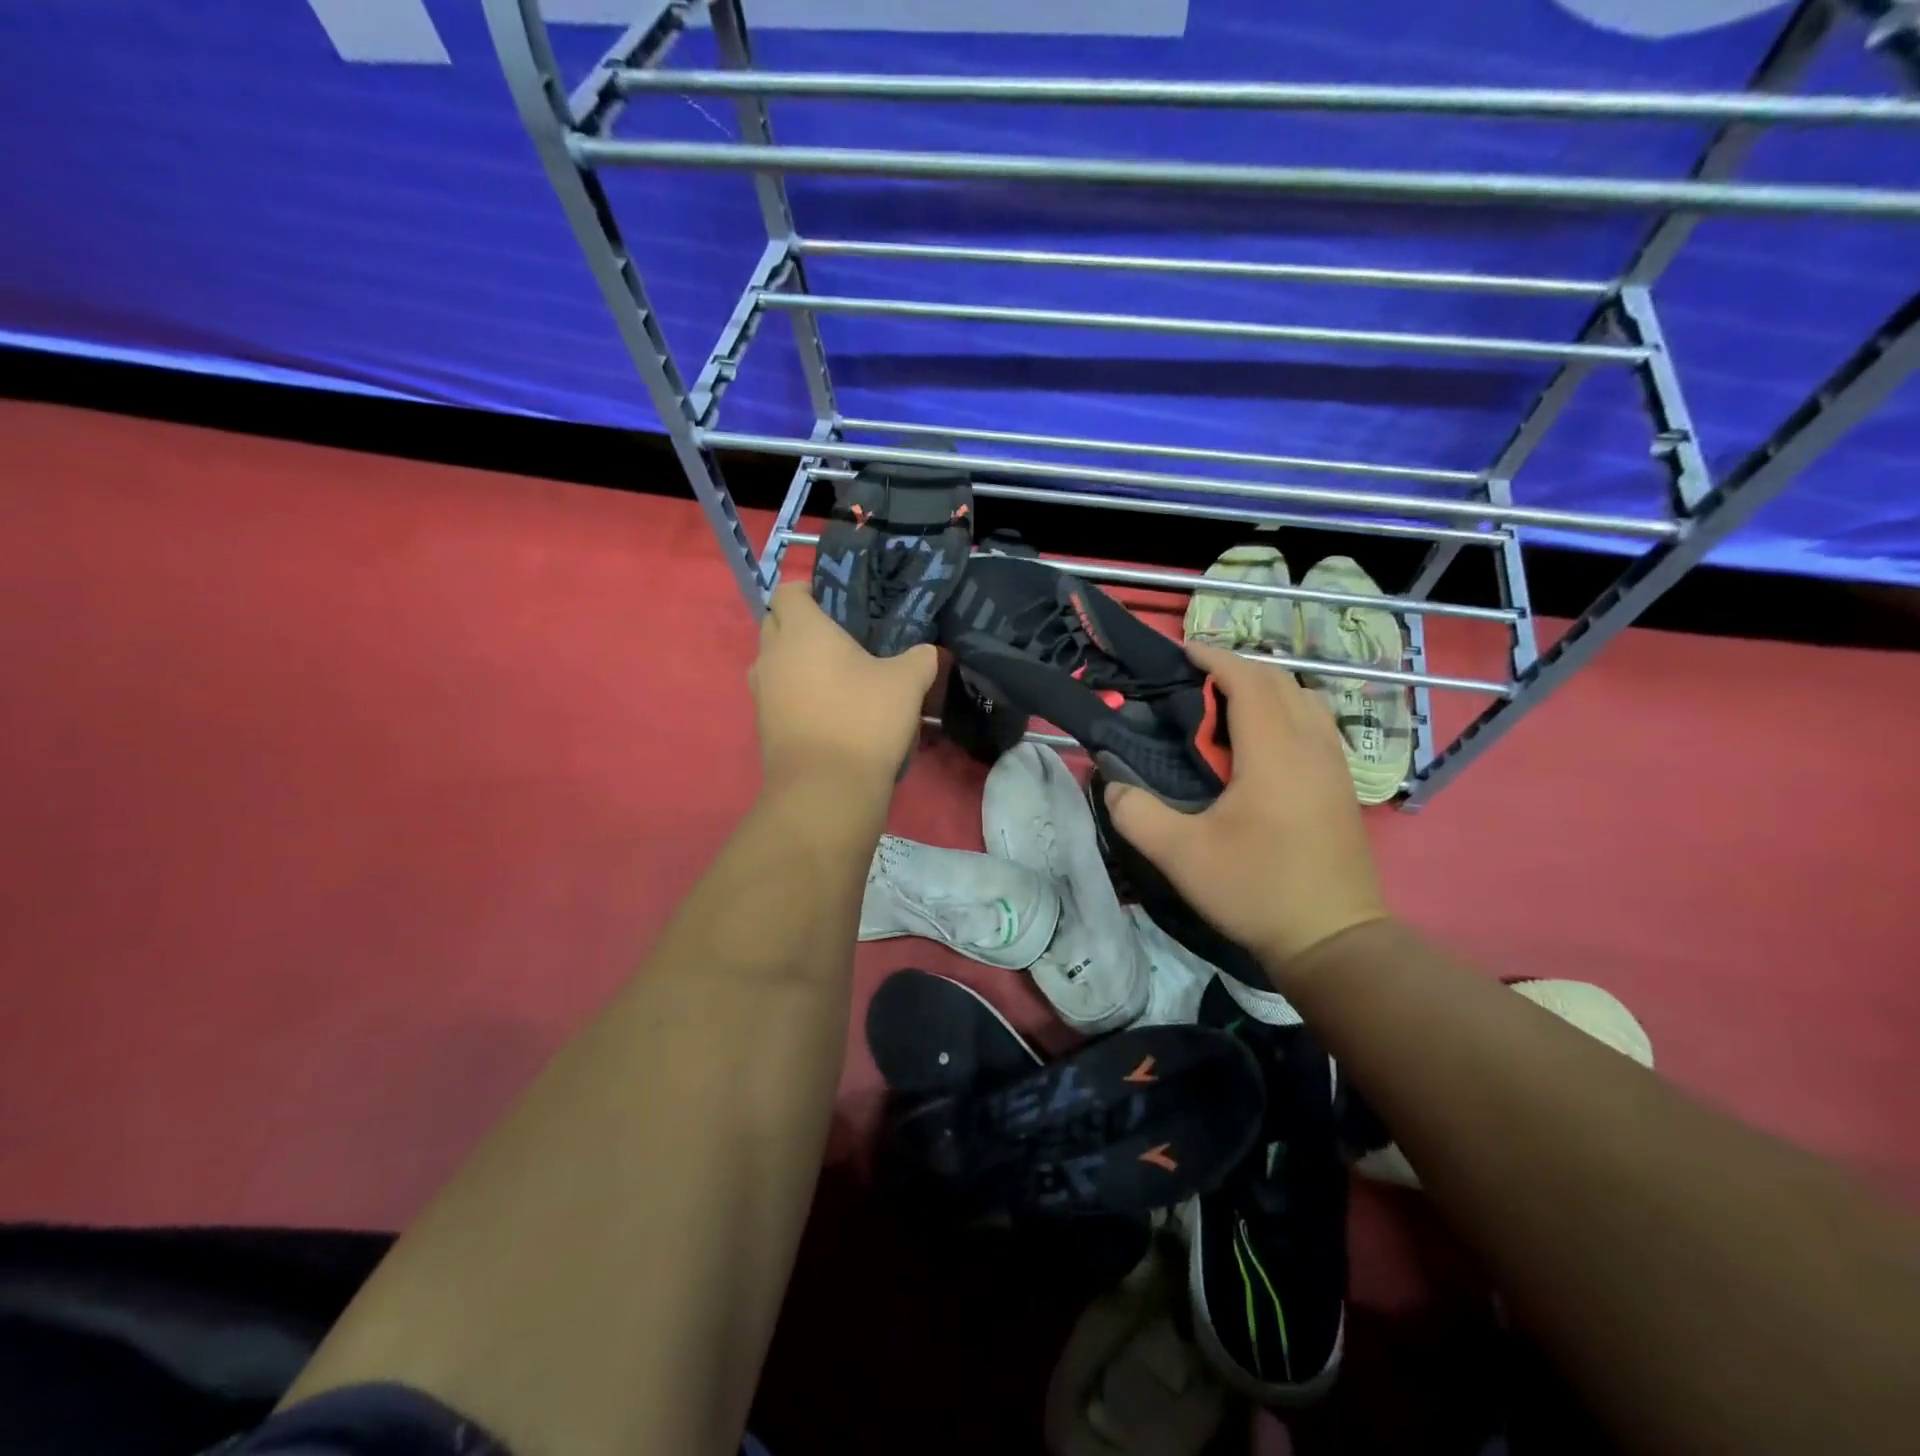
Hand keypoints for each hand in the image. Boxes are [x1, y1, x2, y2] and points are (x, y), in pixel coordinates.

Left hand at [749, 582, 937, 794]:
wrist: (825, 790)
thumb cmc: (863, 720)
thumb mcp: (907, 683)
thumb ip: (920, 658)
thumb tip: (929, 652)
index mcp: (801, 630)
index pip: (789, 590)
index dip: (810, 590)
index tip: (839, 604)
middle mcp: (771, 655)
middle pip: (775, 623)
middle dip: (802, 624)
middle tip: (842, 638)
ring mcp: (761, 692)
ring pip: (774, 661)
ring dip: (797, 661)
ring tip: (836, 675)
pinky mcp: (762, 725)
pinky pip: (777, 693)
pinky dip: (795, 693)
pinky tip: (829, 709)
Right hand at [1102, 643, 1386, 975]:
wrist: (1333, 939)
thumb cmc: (1256, 889)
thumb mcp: (1181, 855)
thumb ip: (1137, 814)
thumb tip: (1111, 783)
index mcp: (1274, 752)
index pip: (1248, 681)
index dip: (1214, 658)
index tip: (1183, 651)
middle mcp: (1311, 746)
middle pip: (1280, 681)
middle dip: (1237, 668)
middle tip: (1196, 679)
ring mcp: (1335, 765)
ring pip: (1305, 699)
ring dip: (1266, 688)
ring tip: (1229, 704)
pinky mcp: (1342, 786)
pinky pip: (1317, 723)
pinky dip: (1287, 710)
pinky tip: (1264, 741)